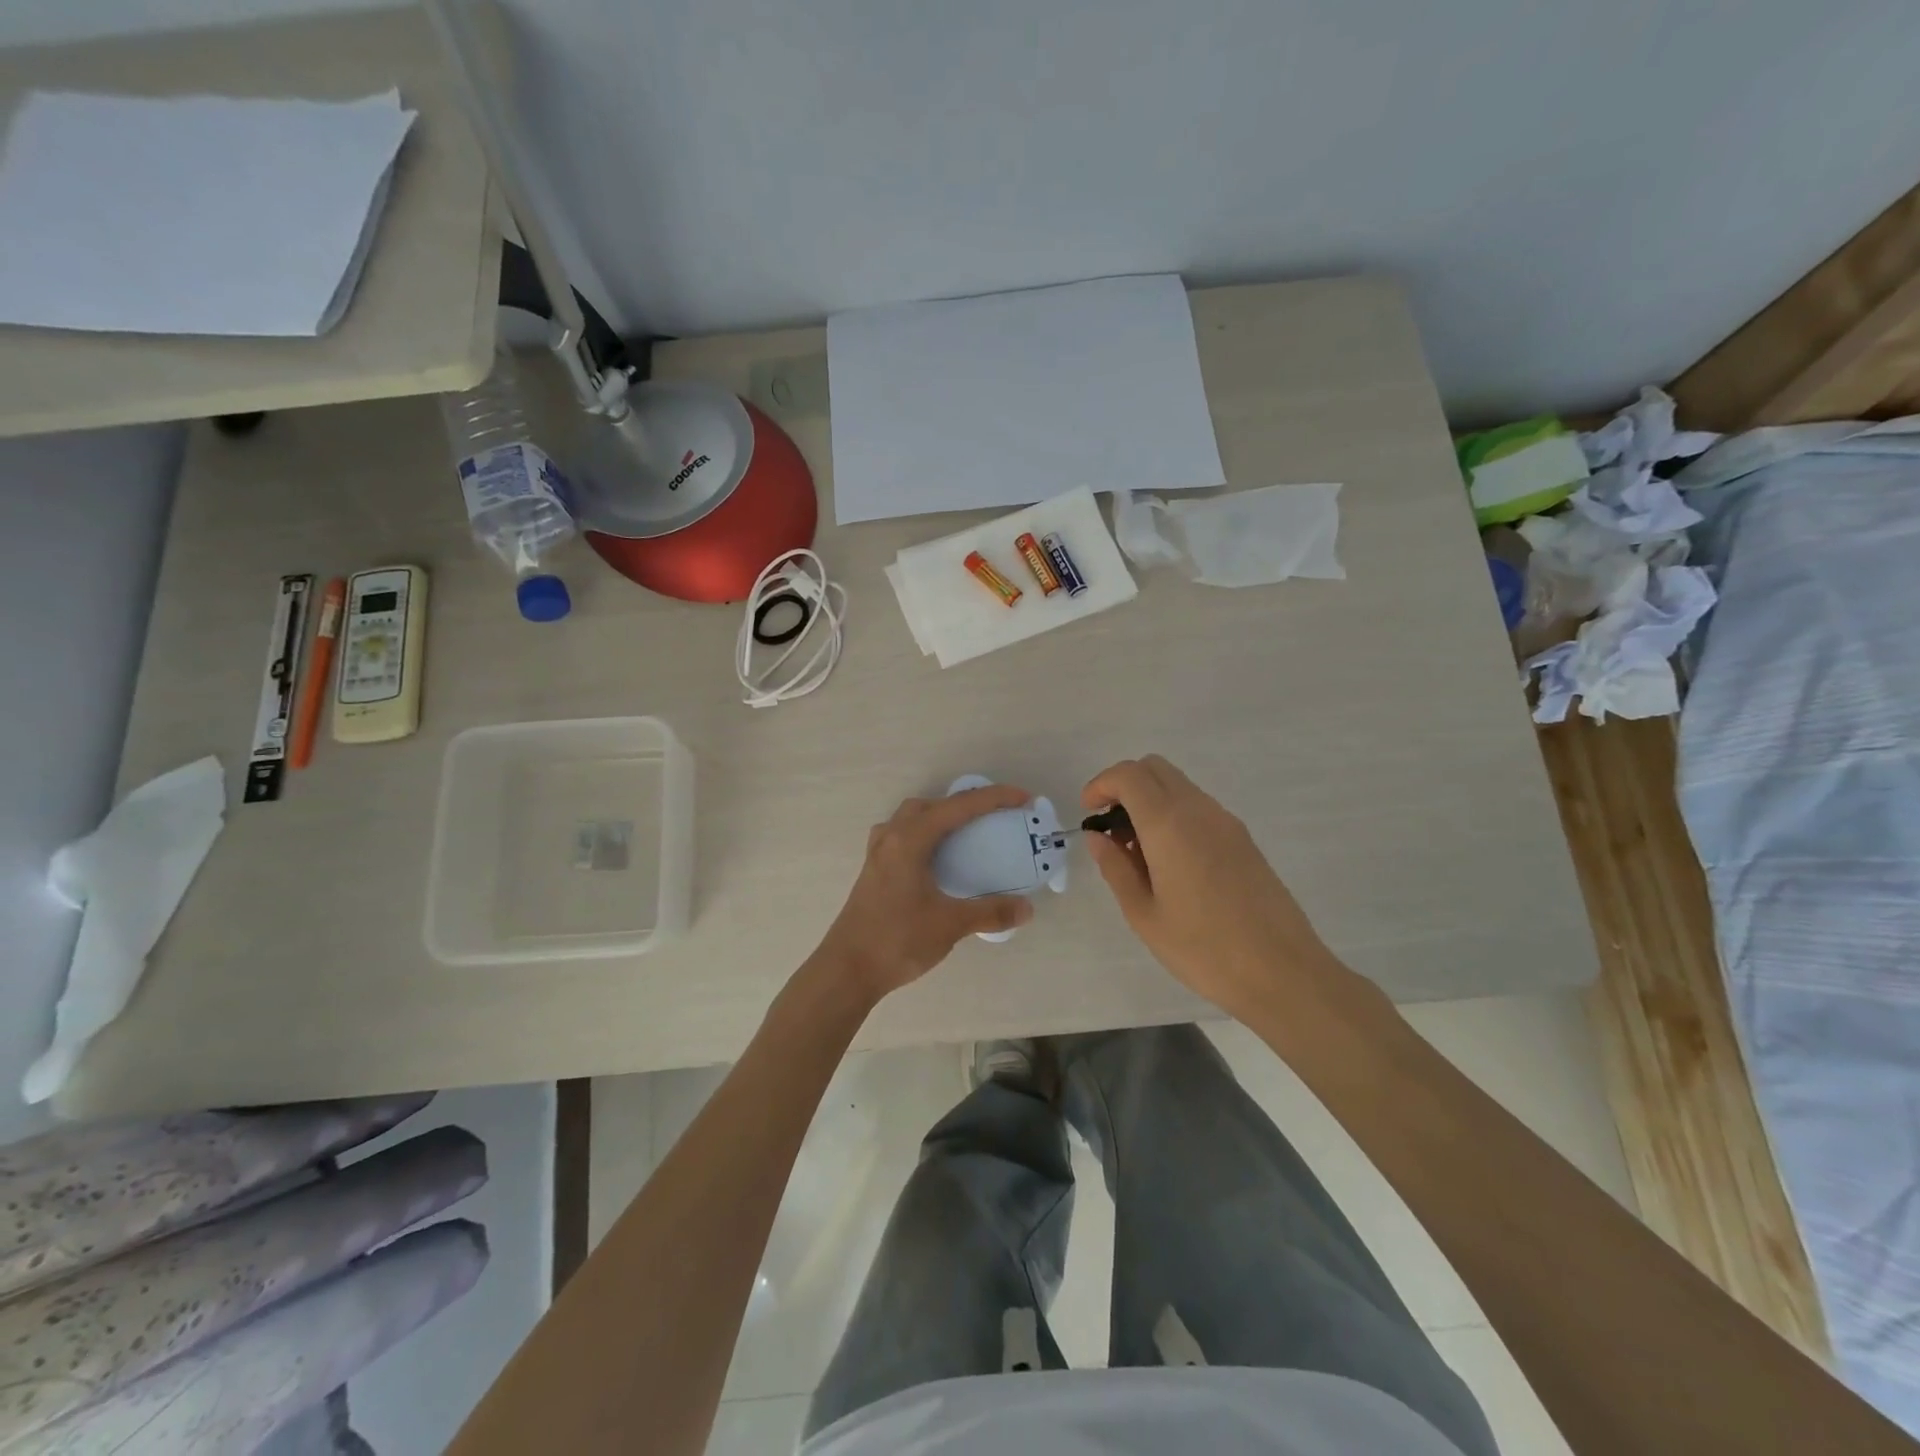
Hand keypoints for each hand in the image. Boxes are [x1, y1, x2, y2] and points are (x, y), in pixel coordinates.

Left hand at [817, 785, 1035, 1003]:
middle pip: (932, 804)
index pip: (959, 807)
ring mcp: (878, 853)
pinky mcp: (873, 871)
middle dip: (965, 804)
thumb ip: (990, 912)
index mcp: (910, 839)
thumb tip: (1027, 909)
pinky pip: (902, 836)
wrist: (847, 970)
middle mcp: (891, 837)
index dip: (994, 798)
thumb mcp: (949, 924)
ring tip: (966, 834)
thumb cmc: (897, 940)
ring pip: (912, 818)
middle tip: (994, 817)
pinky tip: (935, 859)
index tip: (1023, 798)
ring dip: (940, 817)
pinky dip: (925, 836)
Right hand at [1081, 755, 1335, 1020]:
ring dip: (1150, 801)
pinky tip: (1169, 863)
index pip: (1129, 775)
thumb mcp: (1143, 913)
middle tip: (1110, 828)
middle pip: (1155, 768)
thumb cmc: (1202, 948)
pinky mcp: (1243, 839)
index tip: (1089, 814)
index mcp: (1169, 824)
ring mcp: (1226, 822)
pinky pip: (1198, 807)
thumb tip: (1097, 836)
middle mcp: (1199, 810)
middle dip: (1124, 786)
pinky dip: (1173, 816)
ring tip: (1138, 853)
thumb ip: (1115, 867)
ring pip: (1178, 786)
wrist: (1282, 973)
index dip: (1101, 785)